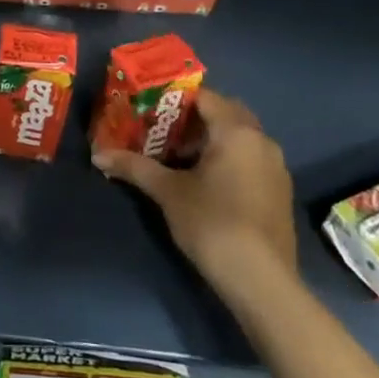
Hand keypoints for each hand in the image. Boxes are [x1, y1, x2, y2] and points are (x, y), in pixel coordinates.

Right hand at [92, 89, 296, 293]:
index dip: (174, 98)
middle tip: (162, 129)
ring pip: (240, 137)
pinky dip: (228, 158)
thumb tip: (98, 155)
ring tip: (178, 155)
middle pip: (225, 113)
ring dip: (212, 139)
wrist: (261, 281)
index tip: (148, 107)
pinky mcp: (280, 192)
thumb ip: (134, 167)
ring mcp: (276, 167)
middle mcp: (262, 141)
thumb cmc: (213, 223)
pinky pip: (250, 159)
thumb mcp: (168, 192)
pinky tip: (205, 181)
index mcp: (236, 131)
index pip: (204, 96)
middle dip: (195, 117)